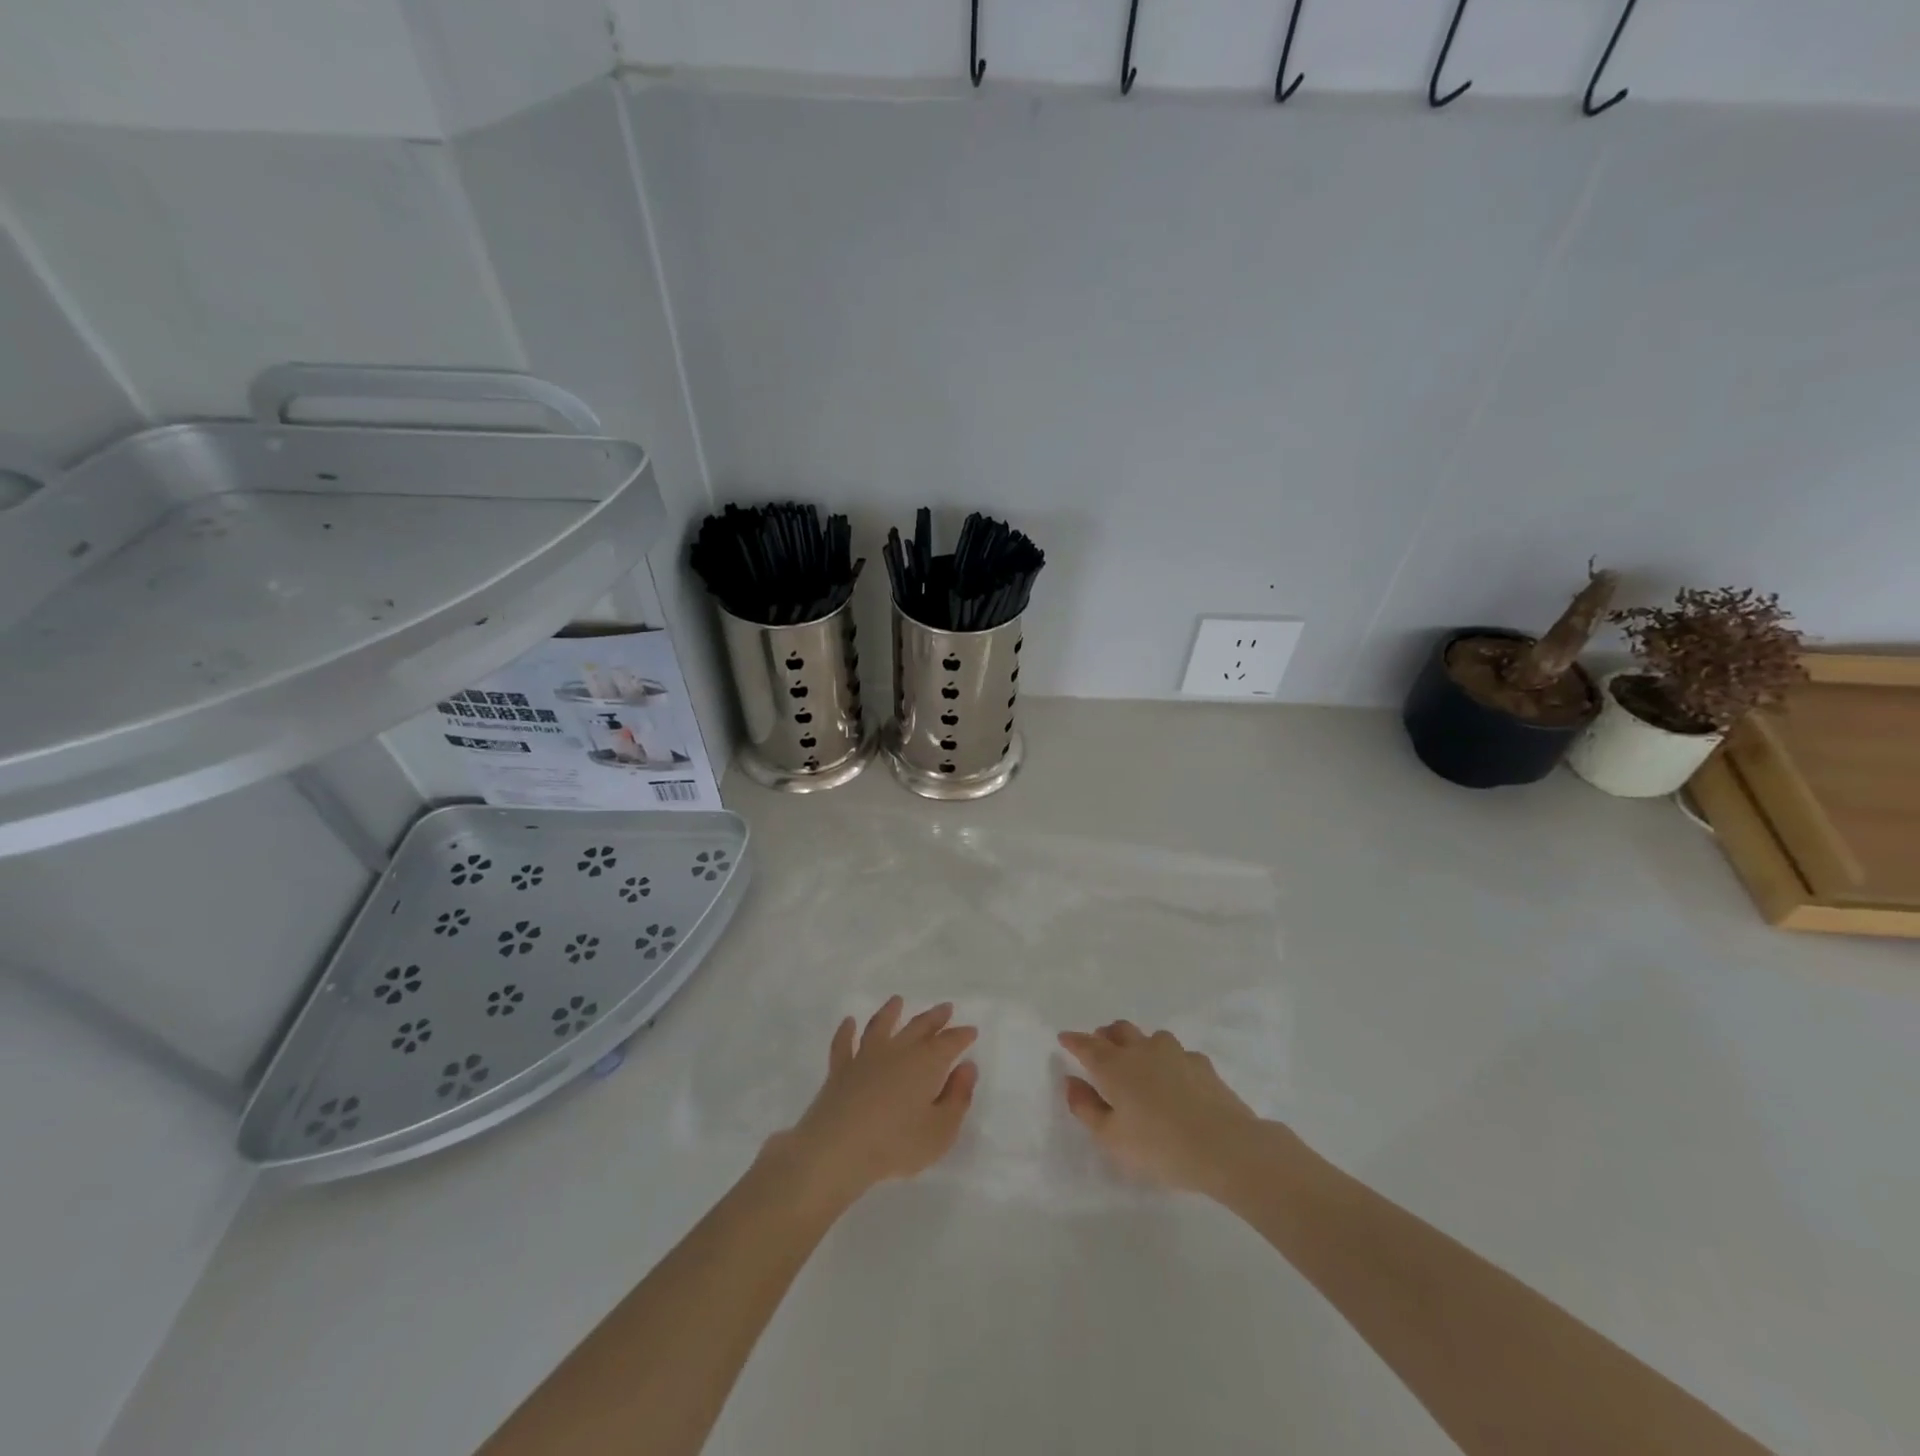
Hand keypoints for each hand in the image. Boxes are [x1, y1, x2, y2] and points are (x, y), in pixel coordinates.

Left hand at [768, 997, 978, 1211]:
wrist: (839, 1148)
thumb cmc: (896, 1144)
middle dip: (935, 1017)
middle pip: (919, 1027)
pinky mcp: (840, 1070)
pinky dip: (846, 1031)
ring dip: (890, 1012)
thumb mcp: (940, 1131)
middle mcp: (898, 1051)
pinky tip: (848, 1021)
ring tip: (897, 1001)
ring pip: (880, 1026)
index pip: (949, 1043)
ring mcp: (866, 1057)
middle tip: (945, 1008)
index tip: (971, 1030)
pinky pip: (843, 1044)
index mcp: (926, 1063)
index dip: (962, 1036)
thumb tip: (967, 1067)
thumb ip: (957, 1098)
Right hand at [1058, 1021, 1266, 1197]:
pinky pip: (1178, 1054)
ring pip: (1150, 1037)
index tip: (1064, 1037)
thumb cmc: (1160, 1146)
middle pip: (1119, 1030)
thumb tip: (1071, 1082)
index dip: (1073, 1040)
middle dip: (1106, 1034)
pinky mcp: (1202, 1064)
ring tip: (1139, 1062)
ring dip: (1139, 1044)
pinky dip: (1169, 1061)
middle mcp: (1142, 1050)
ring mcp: (1175, 1053)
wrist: (1226, 1147)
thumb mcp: (1112, 1138)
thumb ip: (1086, 1108)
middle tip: (1100, 1045)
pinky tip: (1176, 1079)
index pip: (1087, 1045)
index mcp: (1115, 1066)